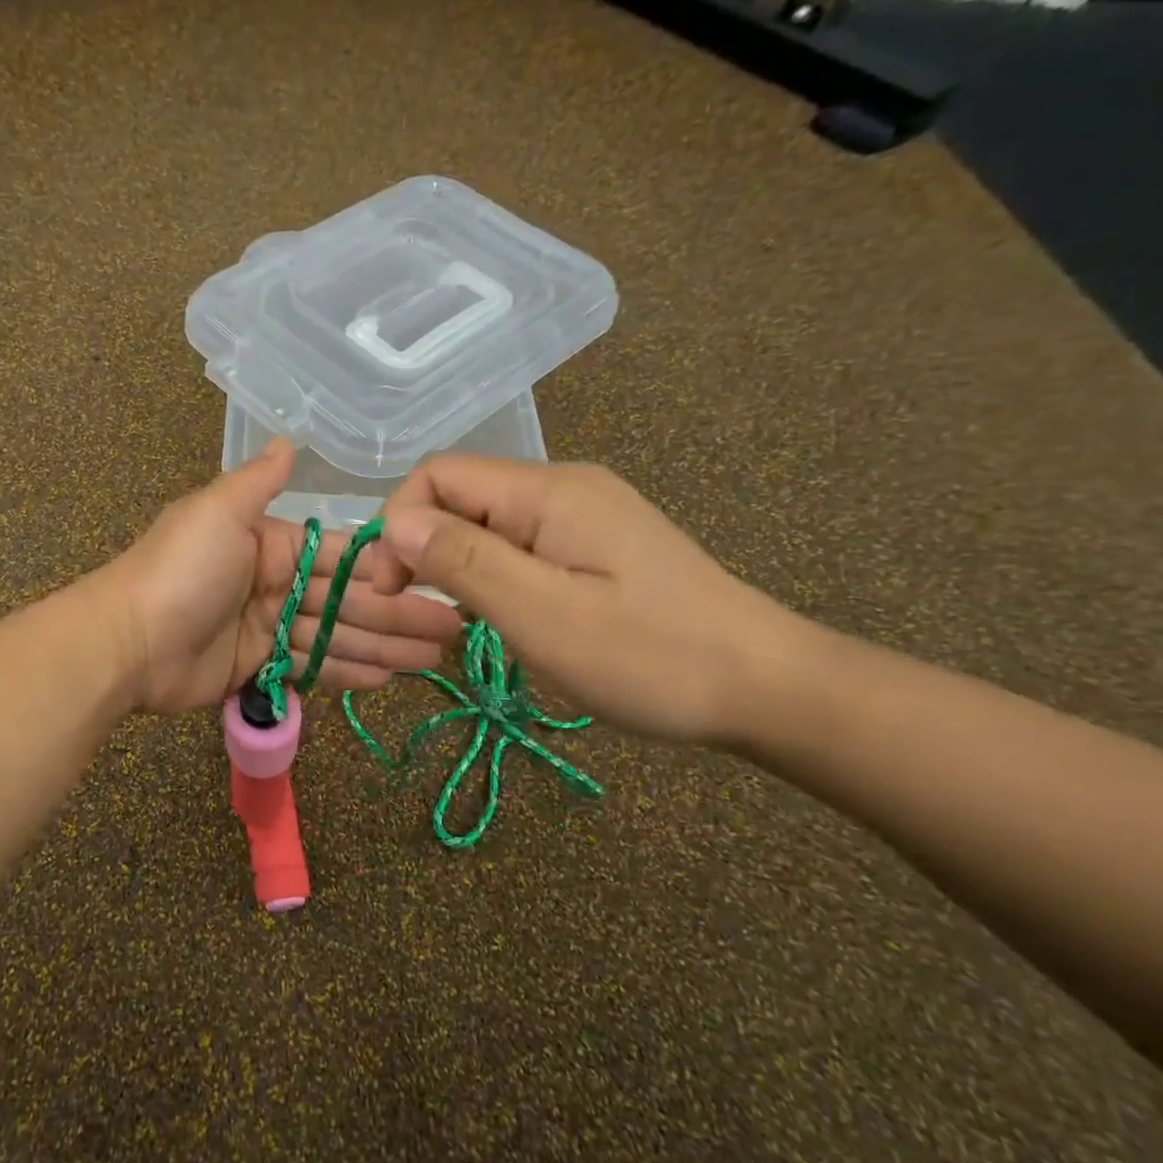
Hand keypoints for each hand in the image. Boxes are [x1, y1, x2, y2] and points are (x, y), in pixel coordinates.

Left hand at [102, 440, 466, 714]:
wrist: (126, 642)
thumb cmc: (180, 570)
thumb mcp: (218, 511)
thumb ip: (257, 481)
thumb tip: (287, 439)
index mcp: (268, 542)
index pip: (339, 555)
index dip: (385, 569)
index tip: (433, 579)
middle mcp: (271, 581)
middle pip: (346, 599)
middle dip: (397, 614)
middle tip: (450, 632)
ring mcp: (264, 626)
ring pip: (334, 635)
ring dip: (383, 646)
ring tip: (433, 660)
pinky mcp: (254, 665)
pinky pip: (308, 666)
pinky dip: (345, 672)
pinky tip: (387, 680)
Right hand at [370, 458, 804, 746]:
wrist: (767, 688)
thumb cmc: (650, 656)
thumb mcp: (541, 615)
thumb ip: (463, 560)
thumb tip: (394, 522)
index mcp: (548, 491)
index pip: (439, 474)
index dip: (400, 521)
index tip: (394, 587)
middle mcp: (563, 486)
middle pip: (460, 494)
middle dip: (424, 545)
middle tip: (422, 610)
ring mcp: (584, 513)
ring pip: (487, 521)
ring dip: (458, 563)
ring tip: (464, 620)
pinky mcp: (596, 542)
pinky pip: (519, 542)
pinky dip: (493, 573)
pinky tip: (505, 614)